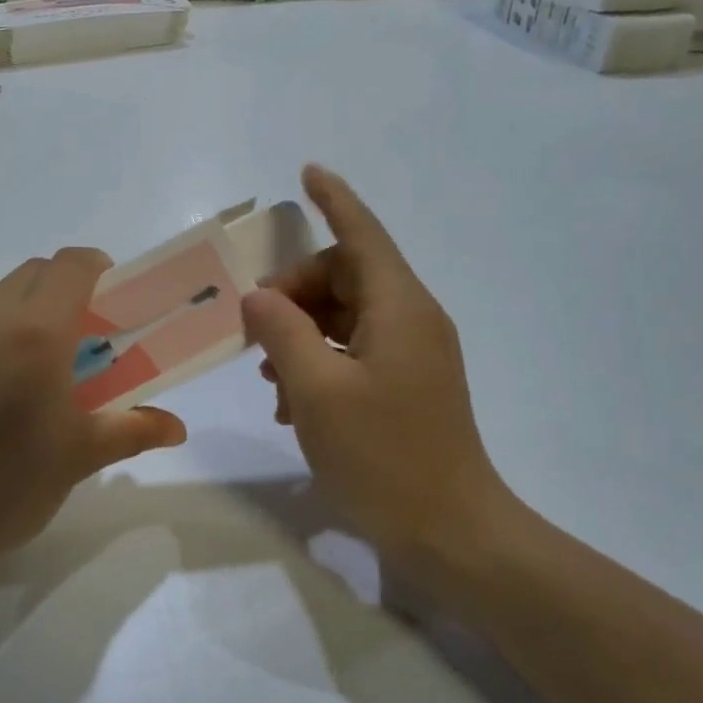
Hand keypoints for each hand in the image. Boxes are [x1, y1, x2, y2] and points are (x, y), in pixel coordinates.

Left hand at [0, 248, 186, 586]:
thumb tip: (177, 427)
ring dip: (5, 320)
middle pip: (28, 275)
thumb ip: (132, 430)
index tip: (105, 301)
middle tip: (63, 346)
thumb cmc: (1, 490)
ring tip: (3, 377)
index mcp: (35, 332)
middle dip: (55, 296)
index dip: (95, 270)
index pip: (71, 265)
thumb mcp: (76, 460)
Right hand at [242, 166, 503, 558]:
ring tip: (265, 372)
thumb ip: (282, 332)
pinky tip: (288, 400)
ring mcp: (413, 354)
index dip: (334, 200)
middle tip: (253, 326)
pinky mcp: (408, 384)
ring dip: (301, 330)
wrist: (450, 532)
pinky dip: (319, 359)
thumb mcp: (316, 391)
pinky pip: (355, 349)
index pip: (362, 235)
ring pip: (346, 315)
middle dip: (295, 290)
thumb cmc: (382, 456)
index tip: (307, 171)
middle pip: (346, 276)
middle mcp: (412, 320)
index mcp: (398, 308)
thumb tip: (260, 297)